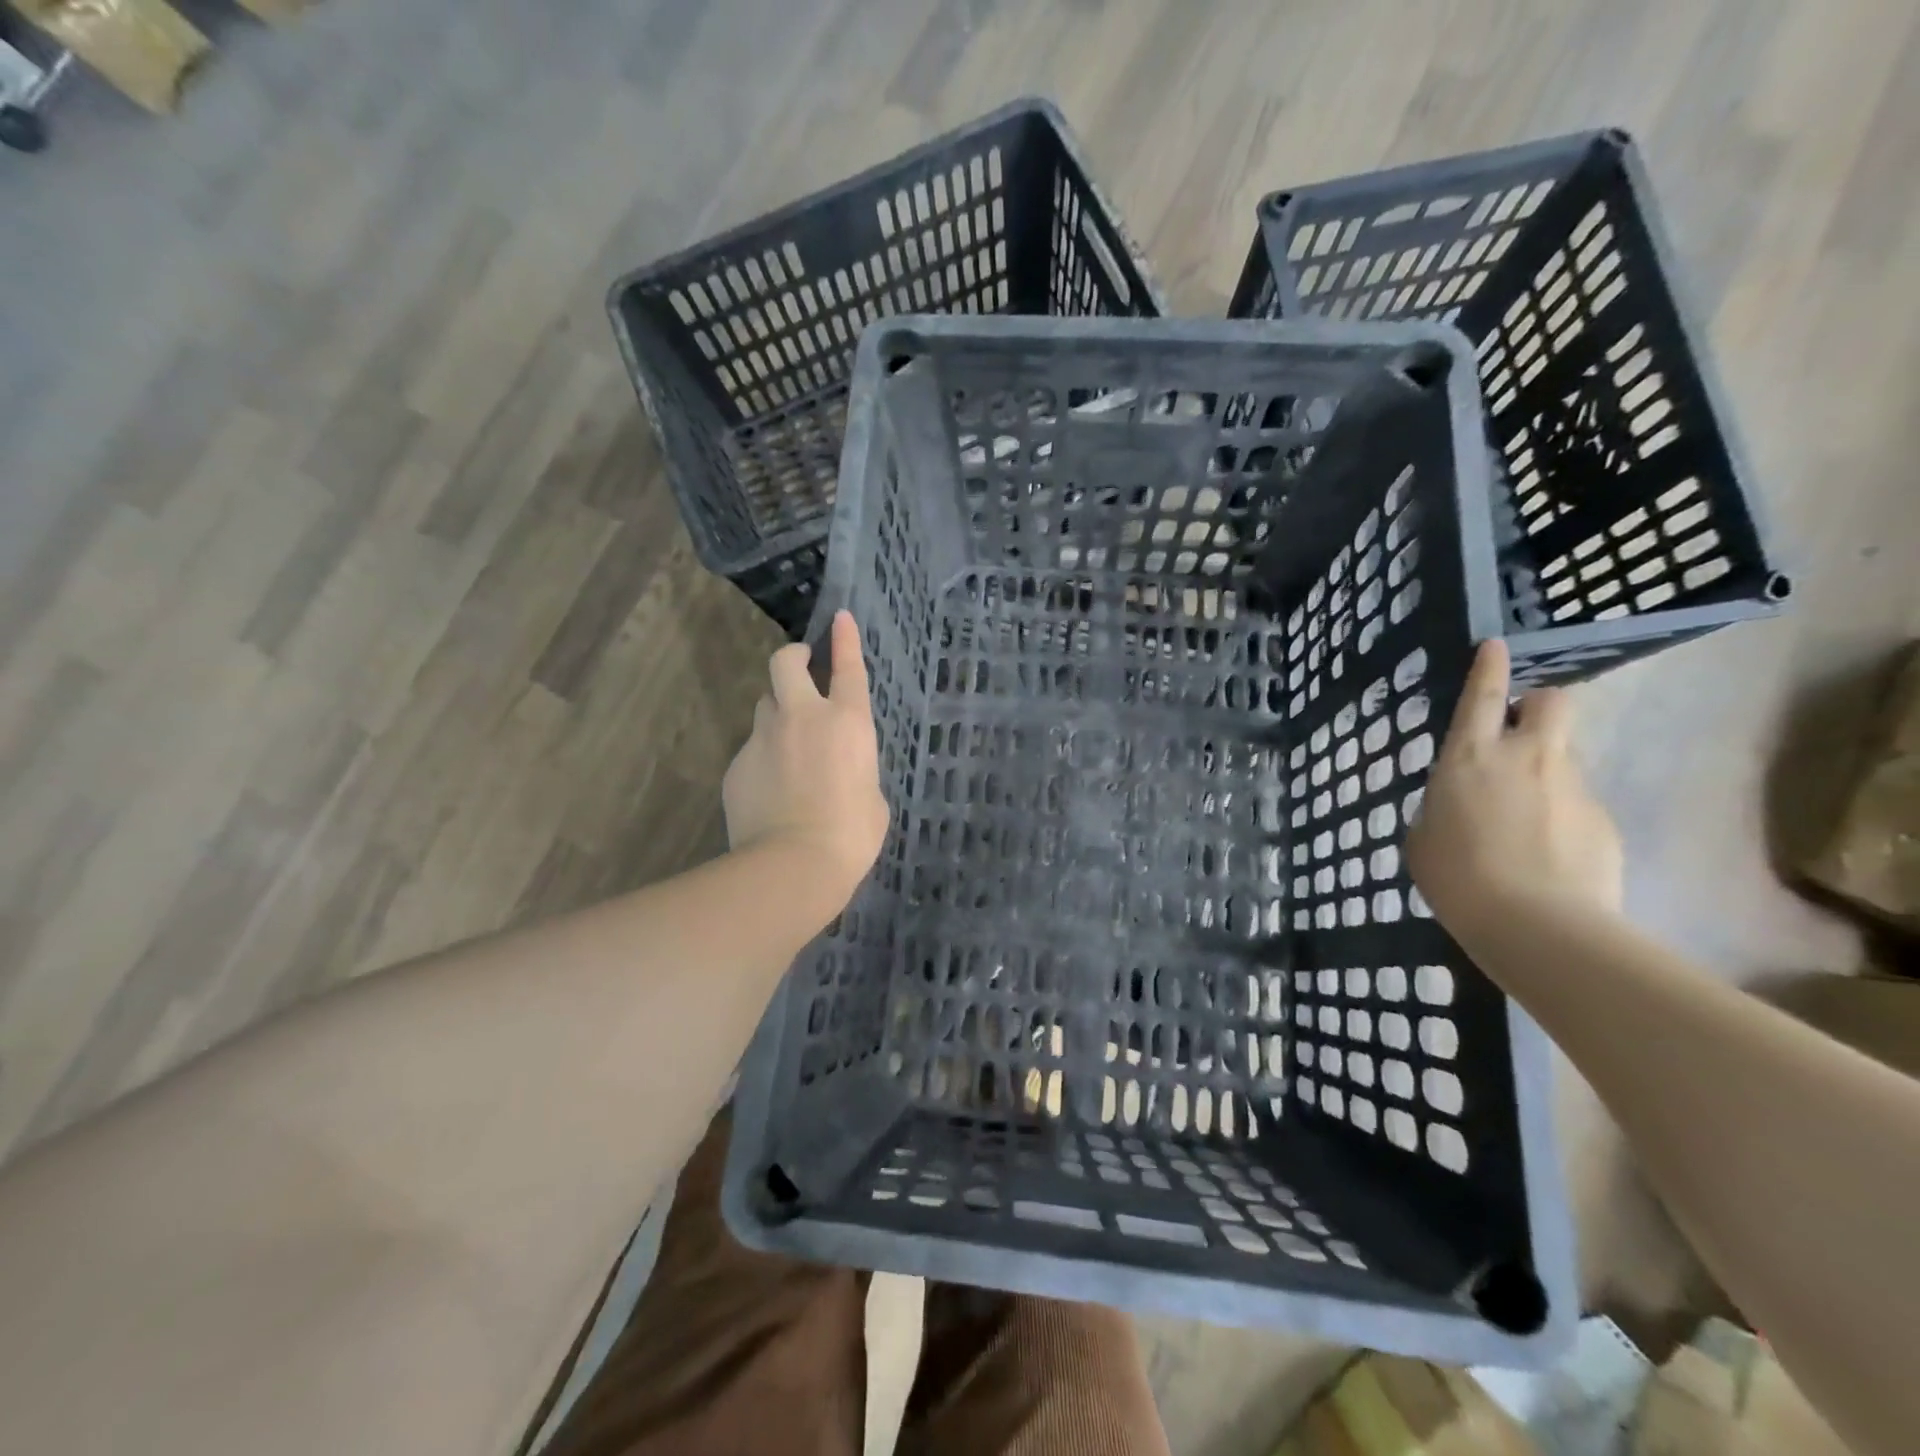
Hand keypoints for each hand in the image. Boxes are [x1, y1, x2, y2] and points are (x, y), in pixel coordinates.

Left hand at [722, 610, 889, 908]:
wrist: (793, 865)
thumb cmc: (851, 835)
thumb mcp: (872, 796)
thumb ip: (856, 768)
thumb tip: (839, 769)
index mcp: (847, 722)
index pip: (846, 667)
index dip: (844, 639)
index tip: (839, 617)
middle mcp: (802, 718)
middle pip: (785, 663)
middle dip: (792, 656)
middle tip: (800, 667)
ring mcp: (764, 739)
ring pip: (765, 706)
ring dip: (778, 714)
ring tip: (788, 747)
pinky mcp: (737, 765)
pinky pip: (752, 750)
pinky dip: (764, 759)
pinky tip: (771, 791)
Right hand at [1408, 639, 1623, 932]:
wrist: (1537, 926)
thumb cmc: (1456, 876)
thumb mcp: (1423, 836)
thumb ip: (1441, 806)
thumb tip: (1460, 803)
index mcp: (1470, 757)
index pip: (1484, 695)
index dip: (1490, 666)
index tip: (1496, 645)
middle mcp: (1527, 757)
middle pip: (1553, 702)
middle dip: (1540, 704)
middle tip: (1520, 732)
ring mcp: (1573, 786)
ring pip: (1564, 758)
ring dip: (1544, 773)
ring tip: (1522, 822)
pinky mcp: (1604, 821)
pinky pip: (1577, 805)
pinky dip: (1560, 819)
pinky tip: (1545, 857)